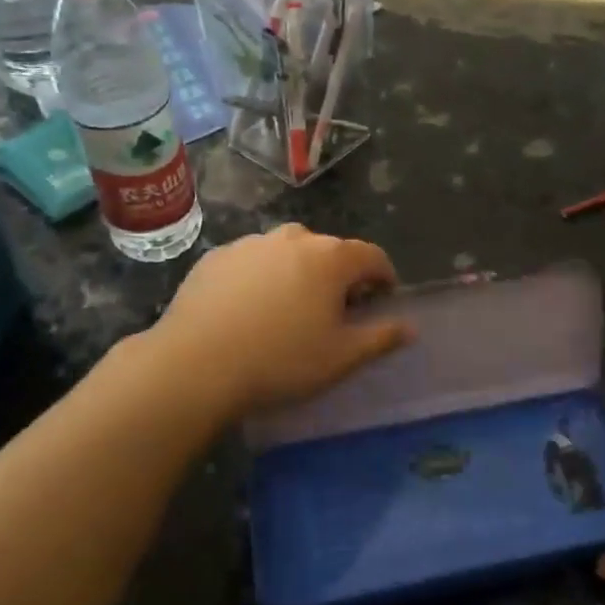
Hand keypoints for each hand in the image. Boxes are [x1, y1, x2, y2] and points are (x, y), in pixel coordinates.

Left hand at [152, 225, 412, 412]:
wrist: (195, 365)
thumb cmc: (280, 361)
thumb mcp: (341, 358)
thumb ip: (381, 337)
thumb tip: (410, 326)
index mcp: (331, 258)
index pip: (372, 256)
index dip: (383, 277)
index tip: (381, 300)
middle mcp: (293, 238)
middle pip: (330, 251)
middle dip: (339, 275)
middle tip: (333, 312)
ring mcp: (251, 244)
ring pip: (288, 252)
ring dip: (298, 272)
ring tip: (288, 310)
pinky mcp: (216, 257)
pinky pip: (252, 262)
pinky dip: (261, 277)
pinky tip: (248, 310)